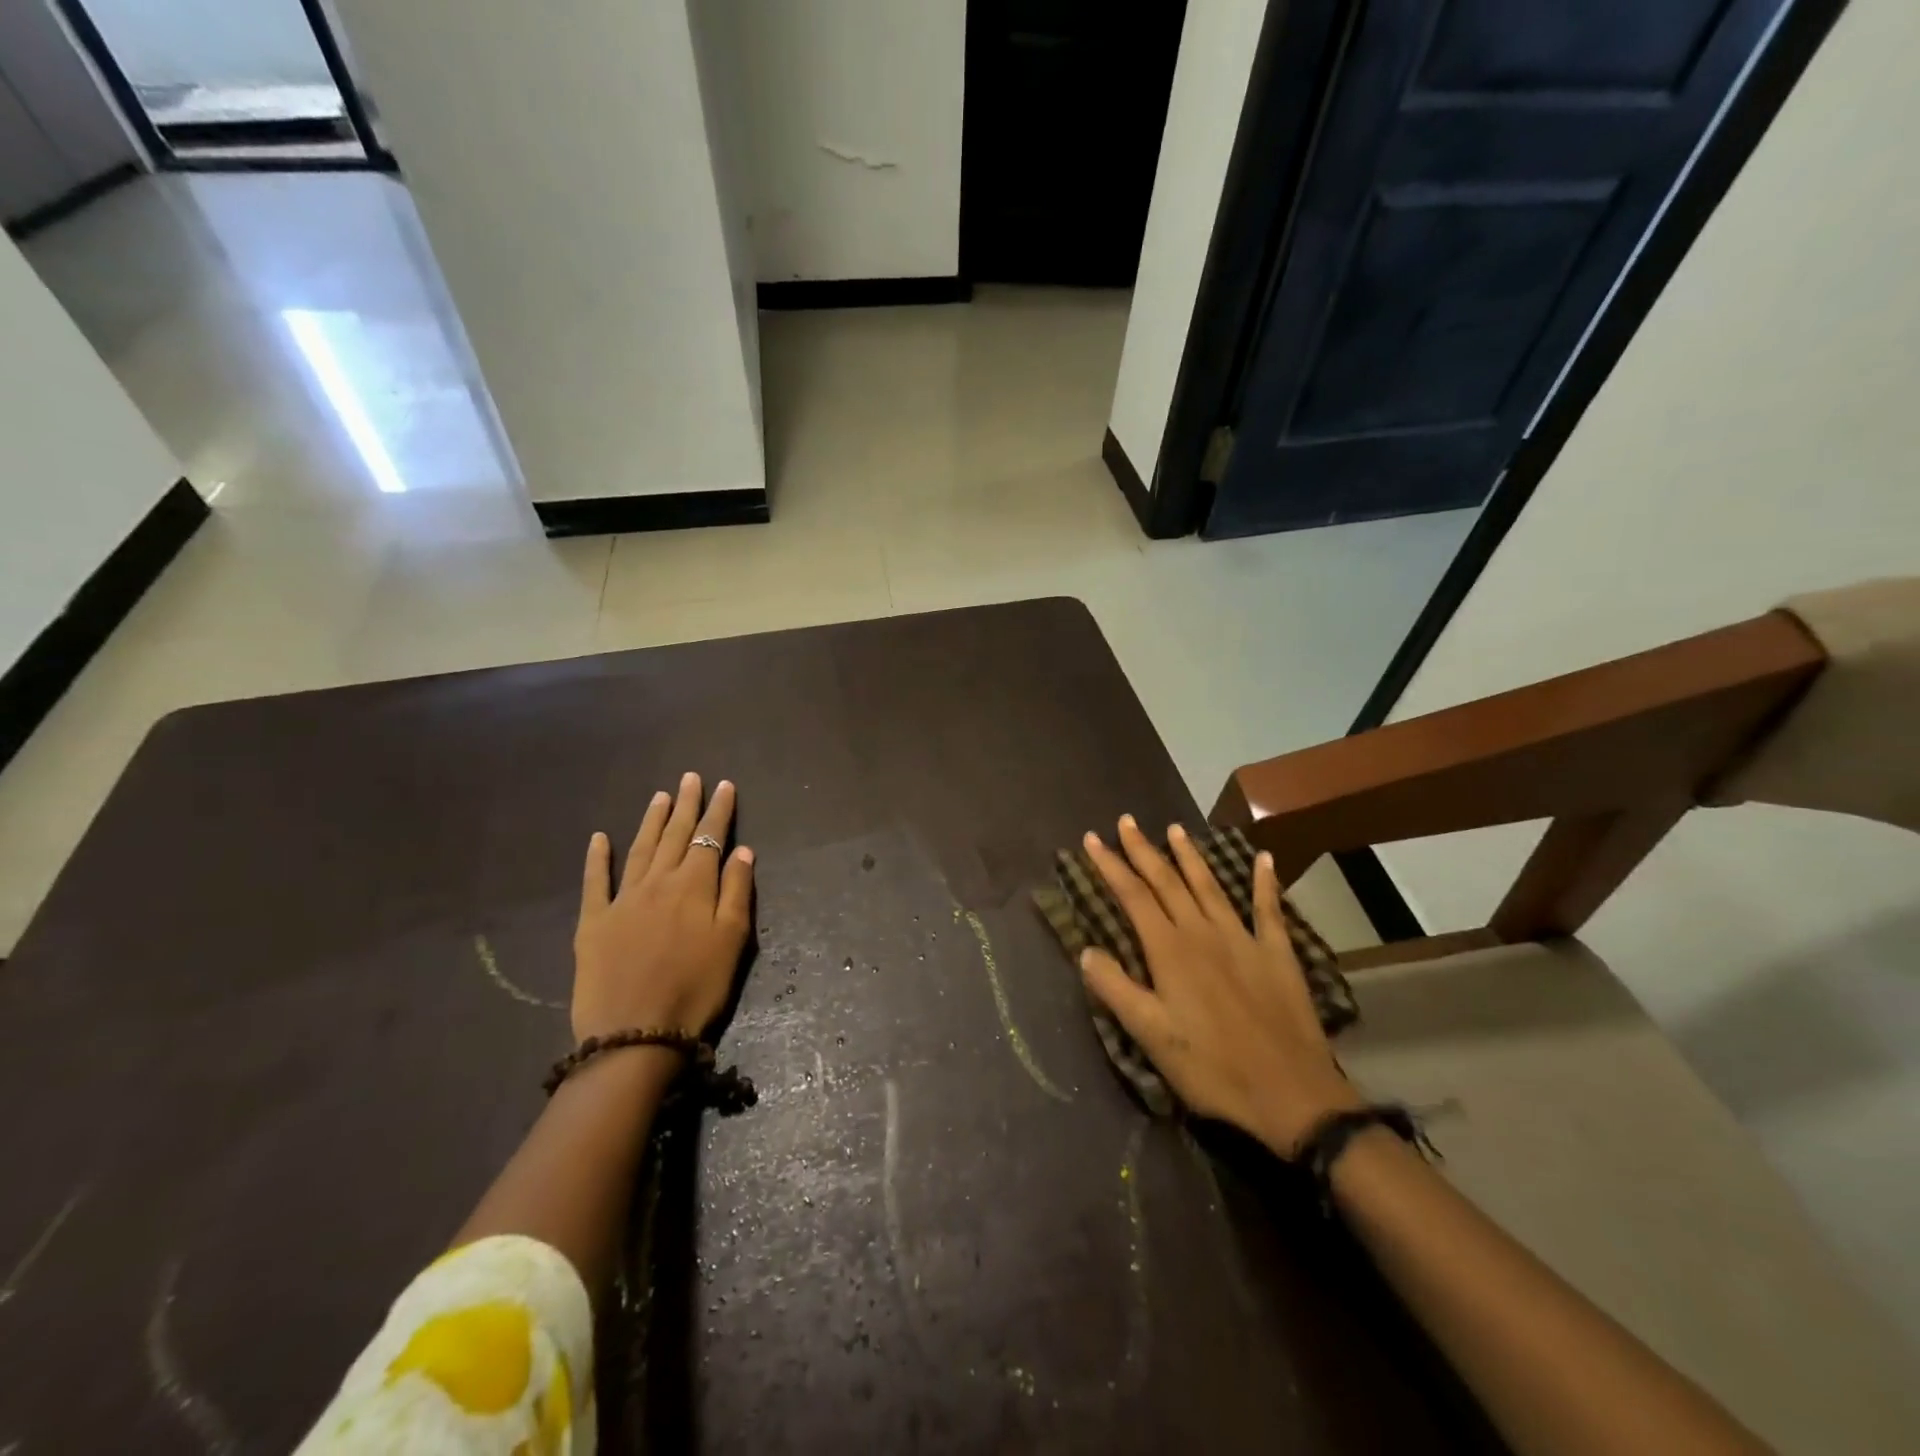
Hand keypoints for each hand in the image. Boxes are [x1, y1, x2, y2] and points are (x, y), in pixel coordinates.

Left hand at [572, 772, 754, 1043]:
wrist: (635, 1033)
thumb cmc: (696, 988)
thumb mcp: (732, 941)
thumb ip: (736, 892)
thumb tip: (742, 851)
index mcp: (694, 886)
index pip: (710, 838)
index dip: (719, 811)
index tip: (724, 785)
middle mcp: (658, 882)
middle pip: (675, 835)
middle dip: (687, 805)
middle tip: (691, 777)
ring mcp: (623, 899)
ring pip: (640, 849)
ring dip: (651, 820)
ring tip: (661, 796)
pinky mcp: (593, 922)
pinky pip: (595, 881)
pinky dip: (597, 857)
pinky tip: (599, 837)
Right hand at [1079, 815, 1359, 1153]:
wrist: (1291, 1096)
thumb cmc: (1212, 1068)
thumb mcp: (1151, 1036)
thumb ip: (1116, 989)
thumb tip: (1086, 950)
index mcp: (1170, 950)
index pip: (1133, 895)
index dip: (1110, 865)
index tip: (1091, 839)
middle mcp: (1203, 933)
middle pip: (1167, 881)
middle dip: (1143, 850)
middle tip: (1126, 821)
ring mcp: (1243, 939)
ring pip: (1210, 886)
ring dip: (1191, 856)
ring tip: (1175, 830)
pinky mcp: (1277, 954)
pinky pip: (1268, 909)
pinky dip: (1265, 882)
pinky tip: (1265, 858)